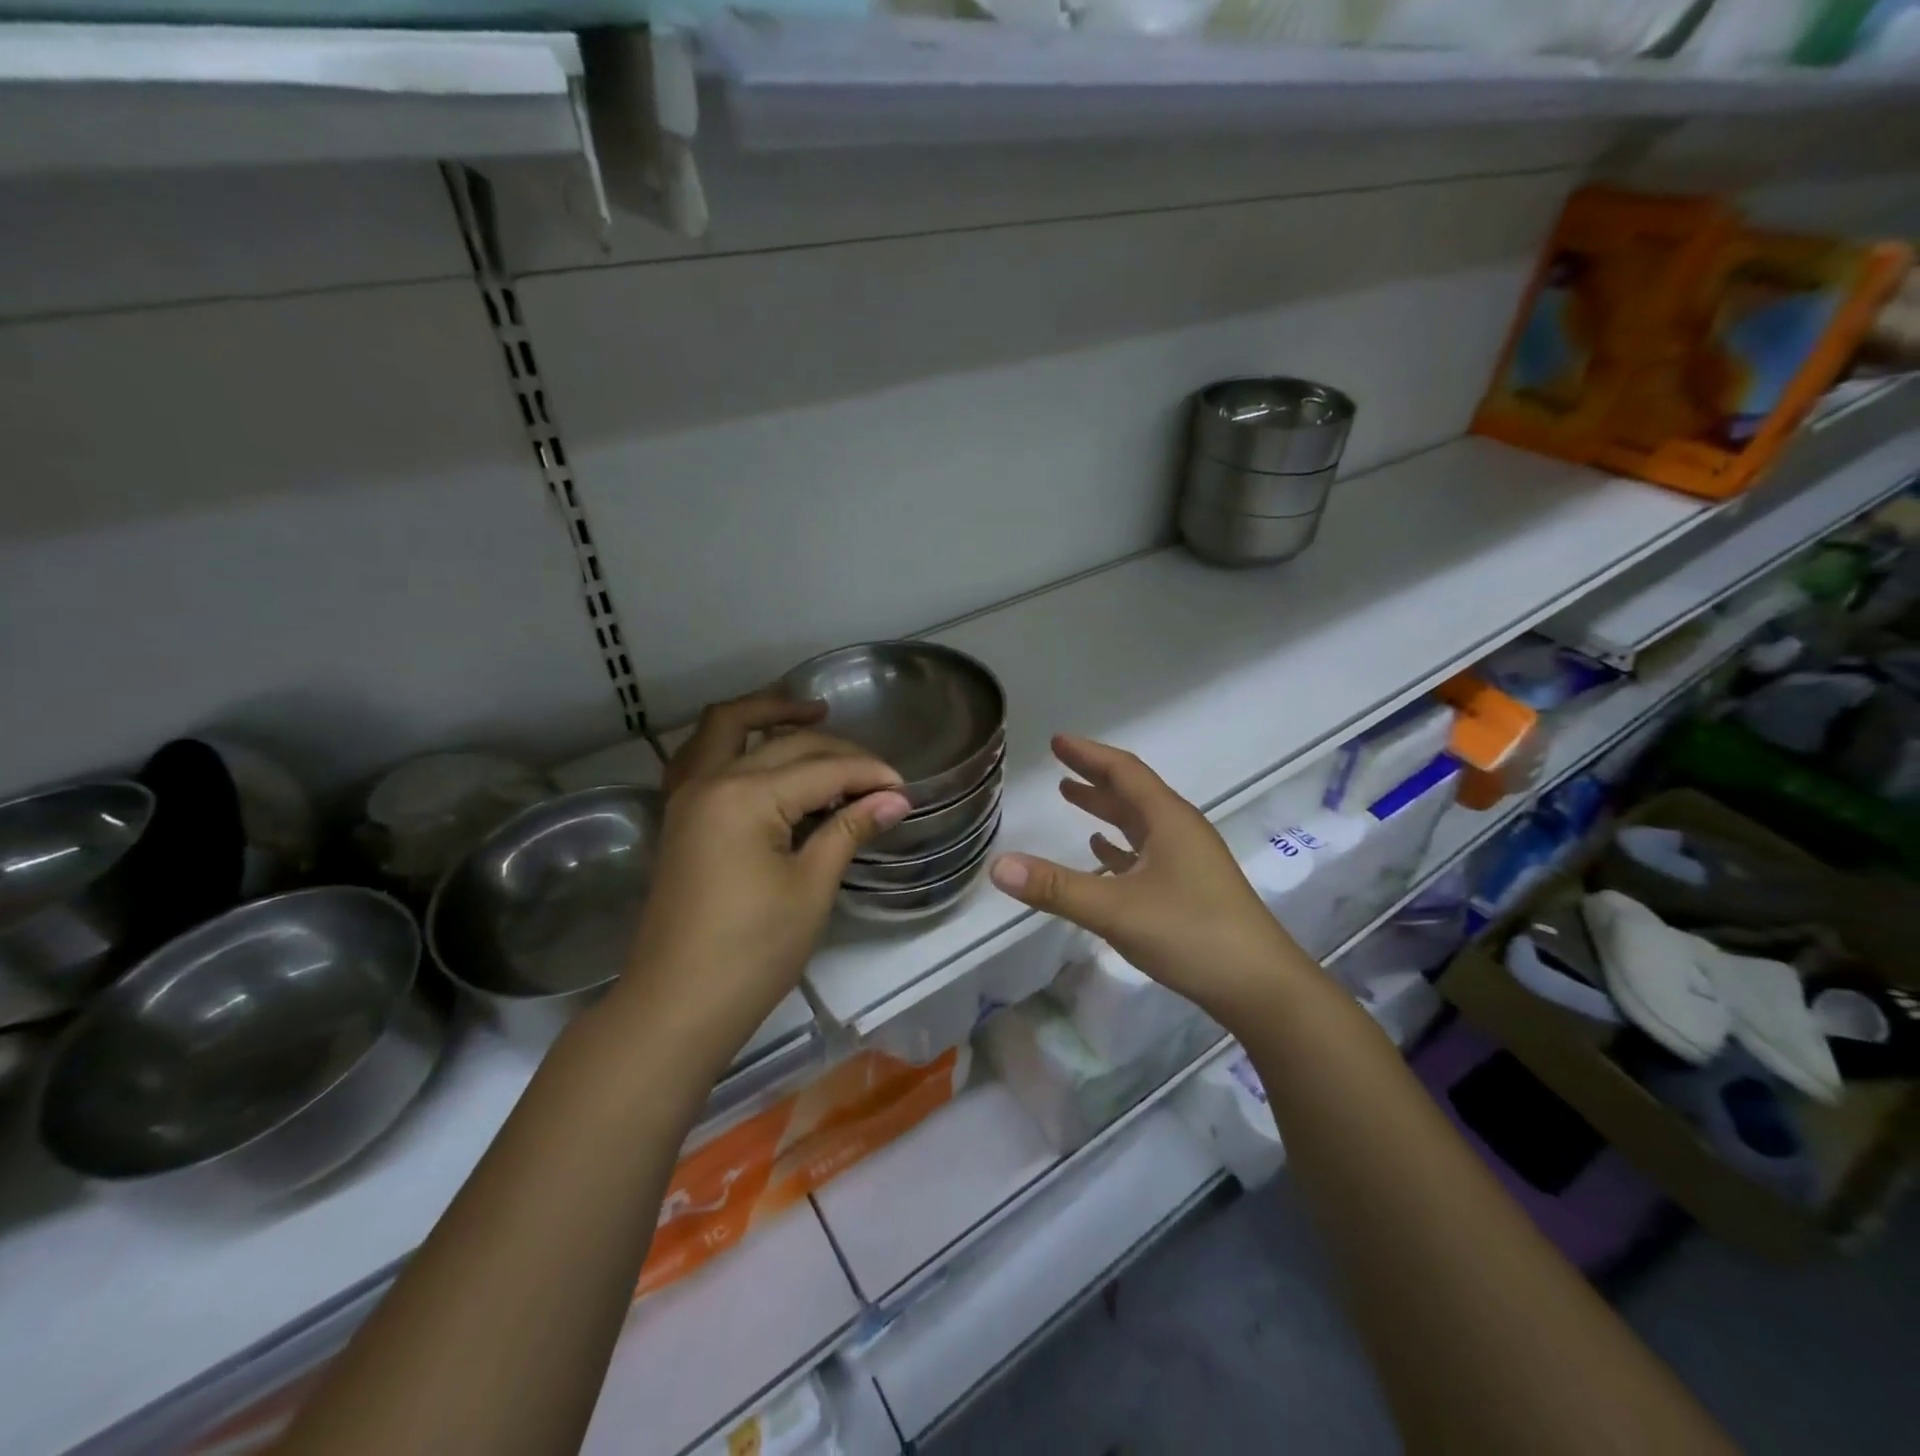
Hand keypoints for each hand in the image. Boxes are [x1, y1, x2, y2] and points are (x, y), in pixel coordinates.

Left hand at [621, 692, 911, 1051]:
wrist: (677, 1006)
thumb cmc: (752, 952)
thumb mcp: (811, 888)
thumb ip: (849, 831)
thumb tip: (896, 799)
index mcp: (744, 796)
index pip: (822, 769)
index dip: (868, 775)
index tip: (905, 790)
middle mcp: (710, 781)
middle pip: (783, 744)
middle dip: (837, 751)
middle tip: (877, 775)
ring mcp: (687, 797)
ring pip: (727, 729)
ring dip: (768, 714)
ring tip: (812, 714)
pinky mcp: (681, 817)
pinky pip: (704, 756)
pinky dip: (734, 741)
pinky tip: (760, 750)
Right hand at [988, 735, 1306, 1023]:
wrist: (1261, 986)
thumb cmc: (1191, 934)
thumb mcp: (1116, 910)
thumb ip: (1056, 889)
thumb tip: (998, 866)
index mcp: (1168, 820)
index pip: (1124, 772)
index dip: (1088, 755)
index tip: (1057, 742)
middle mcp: (1180, 830)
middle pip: (1132, 792)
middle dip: (1094, 777)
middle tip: (1059, 766)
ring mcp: (1189, 860)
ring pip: (1140, 822)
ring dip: (1106, 809)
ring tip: (1072, 798)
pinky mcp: (1191, 888)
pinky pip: (1148, 852)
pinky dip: (1120, 845)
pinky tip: (1102, 854)